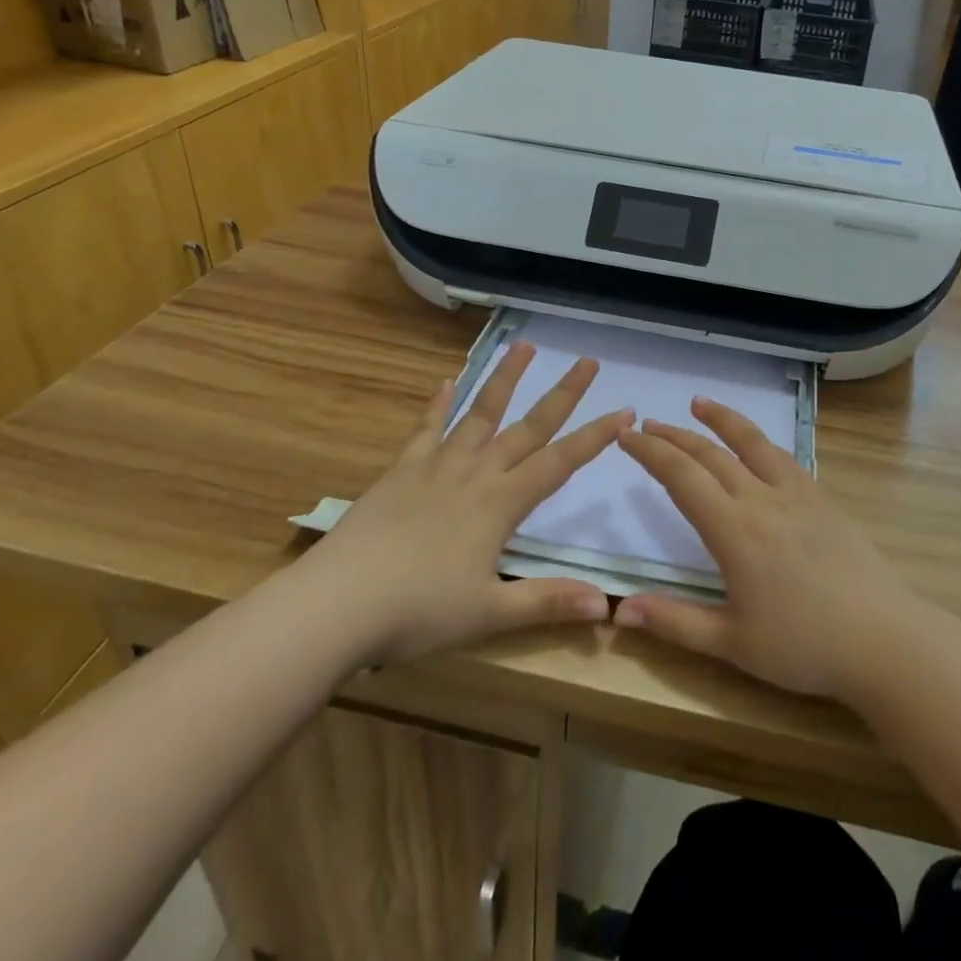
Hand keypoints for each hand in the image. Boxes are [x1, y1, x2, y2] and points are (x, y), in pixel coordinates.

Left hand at [323, 343, 632, 664]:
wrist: (336, 604)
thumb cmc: (417, 613)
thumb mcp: (488, 614)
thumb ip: (547, 602)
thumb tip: (608, 604)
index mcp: (500, 504)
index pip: (560, 463)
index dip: (595, 436)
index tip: (625, 410)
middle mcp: (474, 474)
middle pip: (527, 427)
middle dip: (562, 394)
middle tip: (587, 361)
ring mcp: (435, 467)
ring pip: (479, 414)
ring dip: (504, 379)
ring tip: (524, 346)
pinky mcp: (400, 471)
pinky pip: (425, 430)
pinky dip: (438, 405)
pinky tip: (447, 382)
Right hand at [612, 399, 933, 701]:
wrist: (883, 639)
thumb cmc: (803, 647)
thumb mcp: (731, 644)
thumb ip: (674, 622)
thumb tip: (620, 610)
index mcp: (734, 531)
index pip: (682, 477)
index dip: (651, 452)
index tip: (626, 435)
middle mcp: (761, 499)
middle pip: (710, 454)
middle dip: (674, 436)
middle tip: (646, 423)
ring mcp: (797, 493)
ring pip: (751, 442)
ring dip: (721, 420)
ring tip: (698, 403)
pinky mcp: (822, 497)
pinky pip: (783, 457)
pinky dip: (758, 440)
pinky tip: (754, 443)